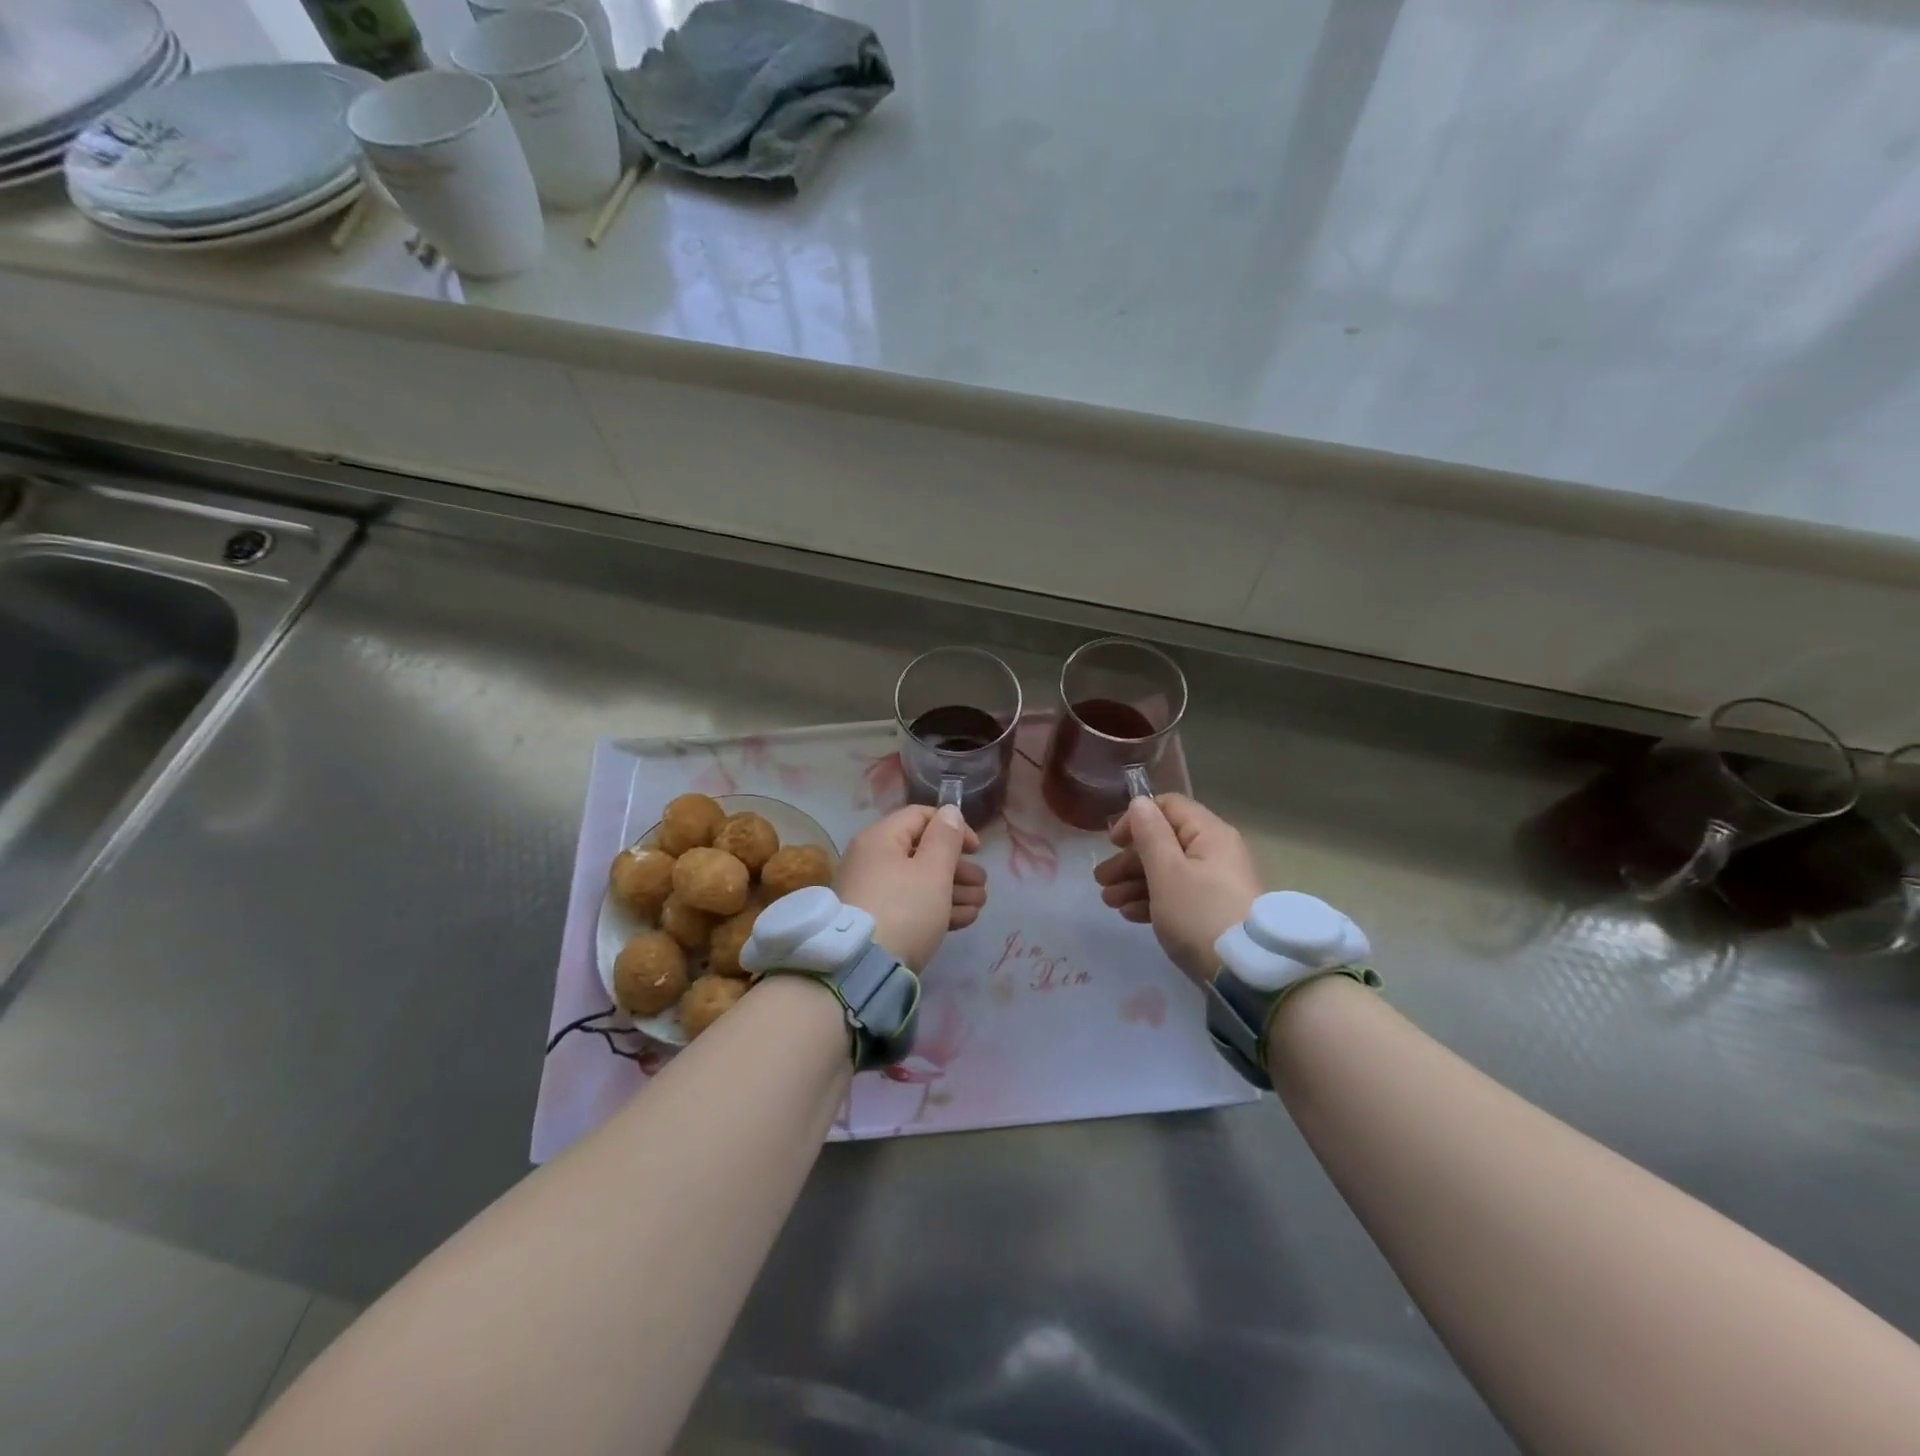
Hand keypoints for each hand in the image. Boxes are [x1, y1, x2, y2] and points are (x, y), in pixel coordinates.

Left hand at [836, 804, 987, 970]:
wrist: (860, 970)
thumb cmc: (903, 910)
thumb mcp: (932, 871)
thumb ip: (945, 839)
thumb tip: (950, 810)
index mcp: (881, 838)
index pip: (921, 816)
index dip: (953, 827)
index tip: (976, 850)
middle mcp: (872, 859)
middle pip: (922, 852)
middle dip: (958, 867)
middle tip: (982, 884)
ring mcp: (872, 891)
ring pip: (919, 881)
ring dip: (954, 890)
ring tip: (979, 904)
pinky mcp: (876, 920)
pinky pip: (910, 905)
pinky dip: (936, 908)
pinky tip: (963, 919)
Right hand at [1094, 793, 1261, 984]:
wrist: (1248, 974)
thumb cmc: (1200, 914)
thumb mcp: (1167, 872)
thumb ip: (1149, 835)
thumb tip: (1139, 802)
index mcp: (1209, 834)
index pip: (1168, 807)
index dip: (1137, 819)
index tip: (1113, 843)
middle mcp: (1215, 852)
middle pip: (1165, 842)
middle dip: (1129, 859)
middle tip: (1101, 880)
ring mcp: (1217, 883)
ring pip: (1168, 871)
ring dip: (1135, 882)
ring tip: (1109, 902)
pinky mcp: (1214, 911)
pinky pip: (1178, 895)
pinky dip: (1153, 900)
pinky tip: (1130, 914)